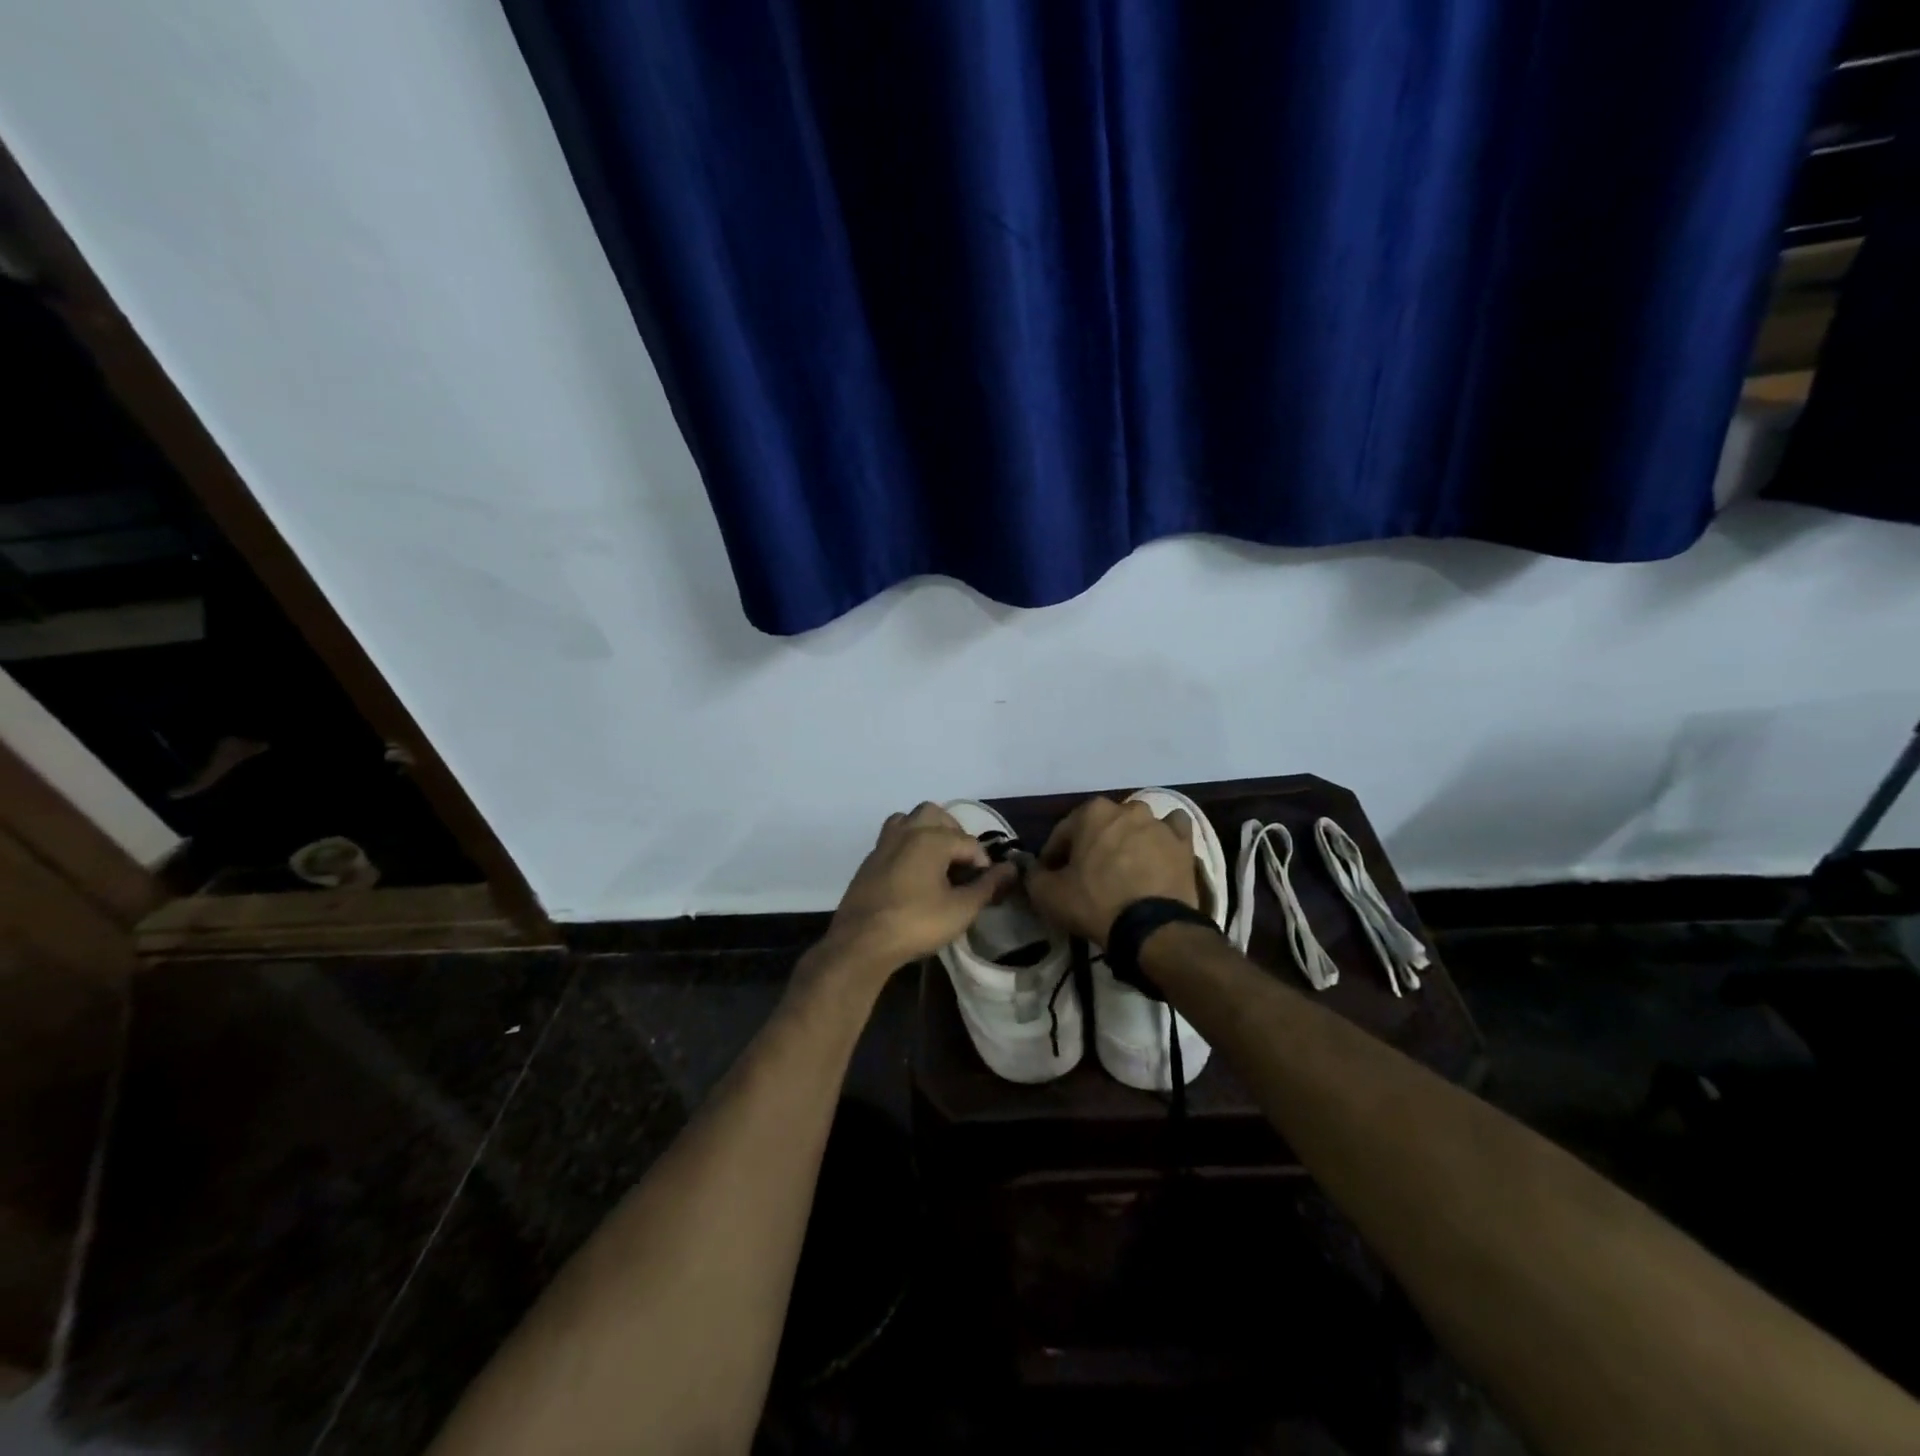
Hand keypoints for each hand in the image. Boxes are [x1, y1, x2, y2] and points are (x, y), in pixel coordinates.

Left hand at [818, 803, 1016, 978]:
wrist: (861, 942)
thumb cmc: (917, 923)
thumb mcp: (961, 909)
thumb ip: (987, 886)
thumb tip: (1011, 869)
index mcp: (931, 838)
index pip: (969, 842)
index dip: (984, 864)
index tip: (987, 887)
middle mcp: (906, 832)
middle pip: (935, 815)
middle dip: (954, 833)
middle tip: (962, 863)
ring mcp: (883, 844)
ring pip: (908, 821)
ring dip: (926, 832)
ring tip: (937, 860)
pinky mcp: (869, 861)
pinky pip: (892, 839)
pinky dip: (907, 846)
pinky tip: (913, 874)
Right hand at [1026, 796, 1197, 945]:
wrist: (1152, 928)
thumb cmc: (1095, 903)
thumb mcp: (1048, 894)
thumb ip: (1034, 875)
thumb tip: (1034, 869)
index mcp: (1091, 812)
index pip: (1062, 833)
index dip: (1053, 857)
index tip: (1052, 878)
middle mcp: (1126, 808)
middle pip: (1100, 827)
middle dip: (1092, 846)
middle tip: (1087, 875)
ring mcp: (1158, 823)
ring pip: (1136, 825)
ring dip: (1127, 840)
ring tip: (1124, 869)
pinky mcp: (1184, 842)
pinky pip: (1172, 831)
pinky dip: (1164, 839)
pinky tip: (1158, 855)